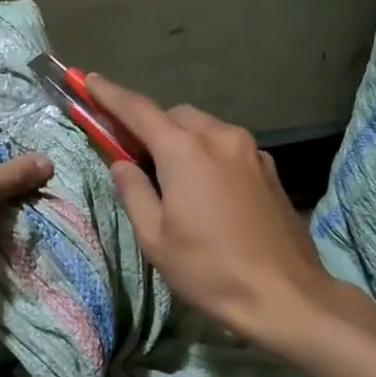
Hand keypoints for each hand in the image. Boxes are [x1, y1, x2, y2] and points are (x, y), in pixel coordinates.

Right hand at [86, 75, 336, 347]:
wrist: (285, 294)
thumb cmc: (209, 269)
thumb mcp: (155, 237)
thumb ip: (133, 191)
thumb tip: (121, 163)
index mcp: (185, 150)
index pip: (138, 110)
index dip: (110, 94)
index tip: (90, 81)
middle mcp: (220, 137)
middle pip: (175, 116)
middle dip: (151, 127)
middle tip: (134, 156)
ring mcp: (251, 150)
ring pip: (205, 128)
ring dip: (182, 140)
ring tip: (171, 178)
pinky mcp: (269, 168)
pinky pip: (228, 146)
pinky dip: (208, 153)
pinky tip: (207, 189)